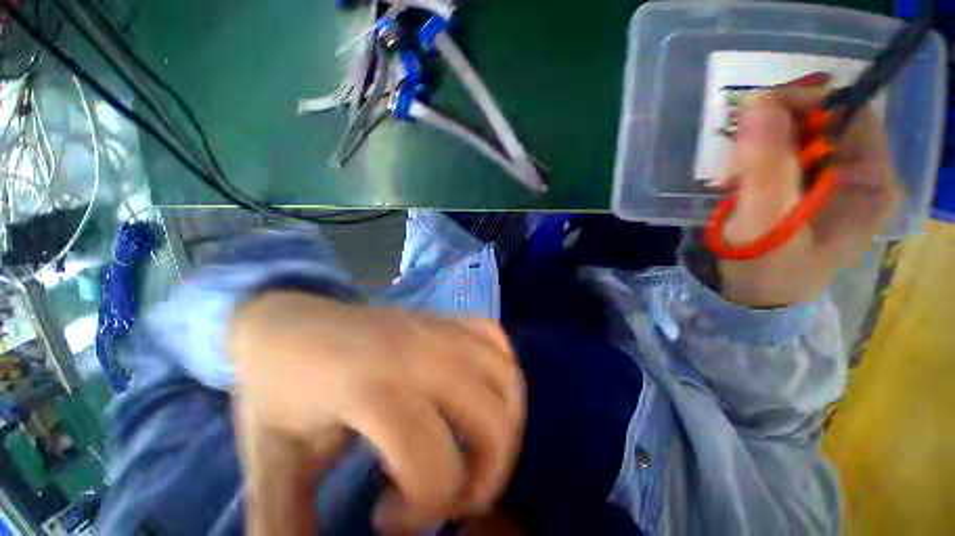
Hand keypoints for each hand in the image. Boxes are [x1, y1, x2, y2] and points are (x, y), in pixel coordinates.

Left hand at [229, 292, 524, 534]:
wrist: (290, 319)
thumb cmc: (278, 386)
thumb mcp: (270, 461)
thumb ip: (284, 525)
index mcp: (374, 388)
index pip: (434, 464)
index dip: (424, 512)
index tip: (386, 517)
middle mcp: (422, 353)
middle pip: (492, 422)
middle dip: (484, 476)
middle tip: (446, 494)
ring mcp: (440, 329)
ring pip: (505, 377)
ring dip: (504, 426)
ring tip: (473, 447)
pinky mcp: (446, 317)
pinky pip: (495, 337)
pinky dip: (503, 368)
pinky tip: (484, 392)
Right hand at [717, 75, 899, 306]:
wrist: (748, 297)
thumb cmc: (766, 271)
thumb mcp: (766, 225)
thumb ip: (766, 169)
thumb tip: (760, 102)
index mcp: (870, 182)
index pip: (850, 112)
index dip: (807, 103)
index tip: (759, 115)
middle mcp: (855, 173)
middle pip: (819, 121)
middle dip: (774, 131)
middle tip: (737, 161)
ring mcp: (825, 180)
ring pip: (792, 137)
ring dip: (755, 150)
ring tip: (731, 181)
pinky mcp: (797, 186)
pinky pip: (774, 155)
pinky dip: (749, 162)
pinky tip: (734, 185)